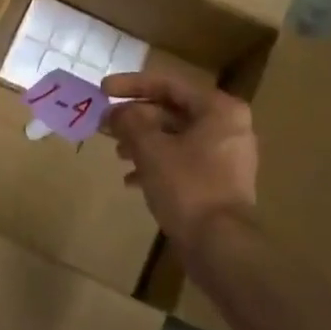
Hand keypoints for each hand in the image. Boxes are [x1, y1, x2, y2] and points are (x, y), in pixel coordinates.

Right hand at [102, 71, 256, 248]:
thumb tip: (116, 113)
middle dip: (135, 117)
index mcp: (218, 110)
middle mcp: (227, 126)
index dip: (131, 85)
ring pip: (175, 137)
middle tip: (104, 124)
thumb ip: (130, 122)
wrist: (220, 244)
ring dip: (142, 141)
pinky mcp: (218, 181)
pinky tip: (131, 179)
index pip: (169, 84)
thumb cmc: (187, 187)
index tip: (102, 89)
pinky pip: (182, 160)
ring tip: (116, 152)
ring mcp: (225, 156)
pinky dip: (157, 163)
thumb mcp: (151, 149)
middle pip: (172, 110)